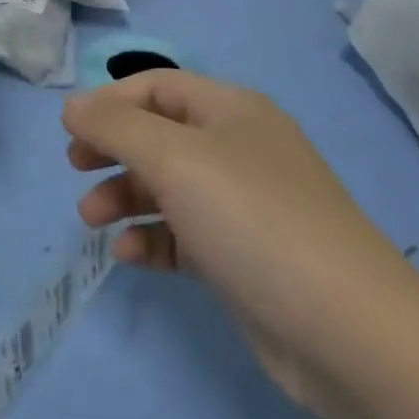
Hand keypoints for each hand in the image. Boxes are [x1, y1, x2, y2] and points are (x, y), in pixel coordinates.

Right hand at [64, 70, 412, 416]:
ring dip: (124, 196)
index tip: (70, 130)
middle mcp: (238, 149)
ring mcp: (244, 205)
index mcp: (231, 111)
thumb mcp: (174, 158)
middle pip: (159, 134)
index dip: (109, 101)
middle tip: (76, 168)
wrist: (348, 332)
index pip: (157, 86)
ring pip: (168, 186)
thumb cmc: (253, 220)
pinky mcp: (243, 257)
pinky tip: (128, 256)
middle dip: (112, 149)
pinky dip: (152, 238)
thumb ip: (115, 126)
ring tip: (91, 219)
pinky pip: (184, 234)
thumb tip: (73, 105)